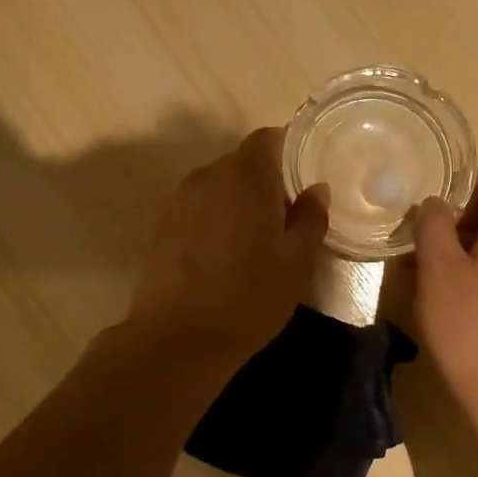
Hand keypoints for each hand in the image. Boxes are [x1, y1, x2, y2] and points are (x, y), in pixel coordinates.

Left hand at [126, 127, 329, 366]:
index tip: (304, 179)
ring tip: (254, 241)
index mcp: (246, 175)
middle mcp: (208, 175)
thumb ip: (311, 218)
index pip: (269, 139)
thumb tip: (316, 189)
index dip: (289, 152)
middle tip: (286, 218)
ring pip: (219, 187)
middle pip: (243, 163)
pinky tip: (223, 256)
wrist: (178, 337)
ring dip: (238, 202)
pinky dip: (214, 220)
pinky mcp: (161, 225)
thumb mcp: (297, 261)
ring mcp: (179, 199)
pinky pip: (198, 208)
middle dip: (266, 182)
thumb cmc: (250, 295)